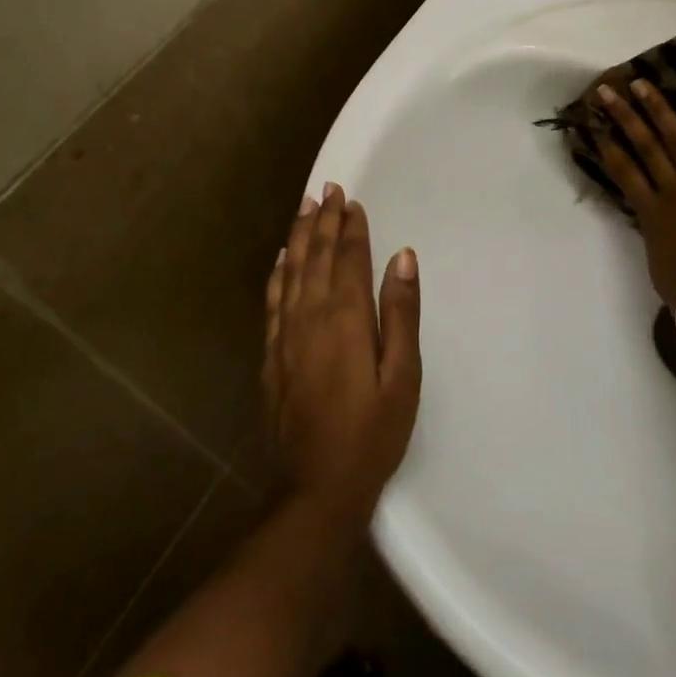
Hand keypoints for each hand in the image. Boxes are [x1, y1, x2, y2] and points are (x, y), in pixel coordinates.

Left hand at [263, 183, 421, 523]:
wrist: (316, 487)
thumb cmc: (372, 432)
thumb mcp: (403, 376)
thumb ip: (401, 313)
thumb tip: (403, 257)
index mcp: (346, 318)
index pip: (348, 259)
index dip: (351, 228)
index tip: (351, 200)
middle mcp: (311, 316)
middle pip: (317, 257)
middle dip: (324, 221)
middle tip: (328, 189)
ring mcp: (286, 335)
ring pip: (291, 271)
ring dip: (299, 237)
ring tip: (305, 207)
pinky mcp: (272, 356)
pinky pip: (273, 300)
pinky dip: (277, 273)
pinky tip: (281, 259)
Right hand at [592, 80, 675, 307]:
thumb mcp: (660, 263)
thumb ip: (656, 235)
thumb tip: (655, 221)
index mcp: (651, 214)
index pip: (622, 172)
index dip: (606, 146)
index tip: (593, 124)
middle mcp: (672, 191)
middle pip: (644, 147)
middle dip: (624, 116)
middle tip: (608, 90)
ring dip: (659, 109)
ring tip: (643, 84)